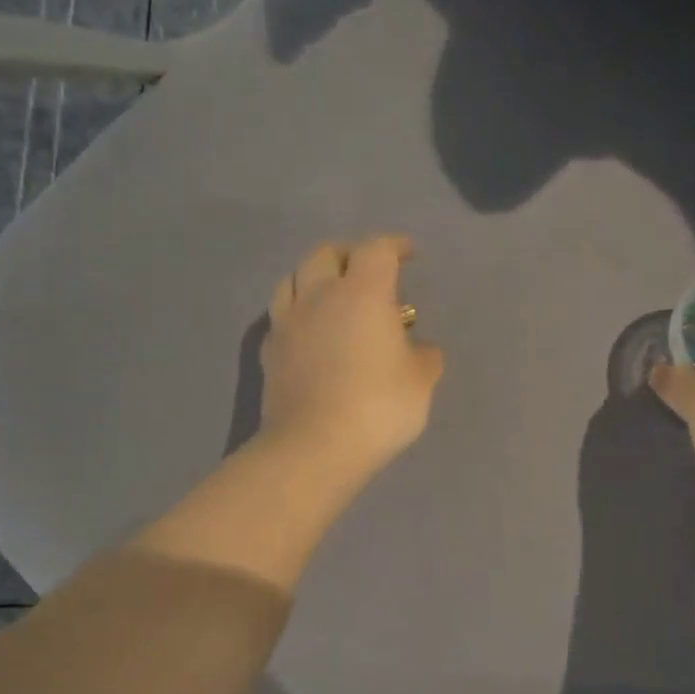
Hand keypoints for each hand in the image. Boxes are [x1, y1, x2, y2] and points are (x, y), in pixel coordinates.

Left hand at [258, 234, 444, 486]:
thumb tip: (418, 348)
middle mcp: (319, 296)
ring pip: (293, 277)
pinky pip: (281, 315)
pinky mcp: (270, 351)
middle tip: (368, 270)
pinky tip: (309, 330)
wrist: (313, 447)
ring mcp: (288, 322)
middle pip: (326, 253)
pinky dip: (298, 311)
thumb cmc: (377, 407)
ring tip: (331, 293)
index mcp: (362, 293)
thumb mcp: (421, 382)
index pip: (377, 250)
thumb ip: (424, 356)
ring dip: (315, 276)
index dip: (395, 246)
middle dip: (350, 253)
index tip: (409, 254)